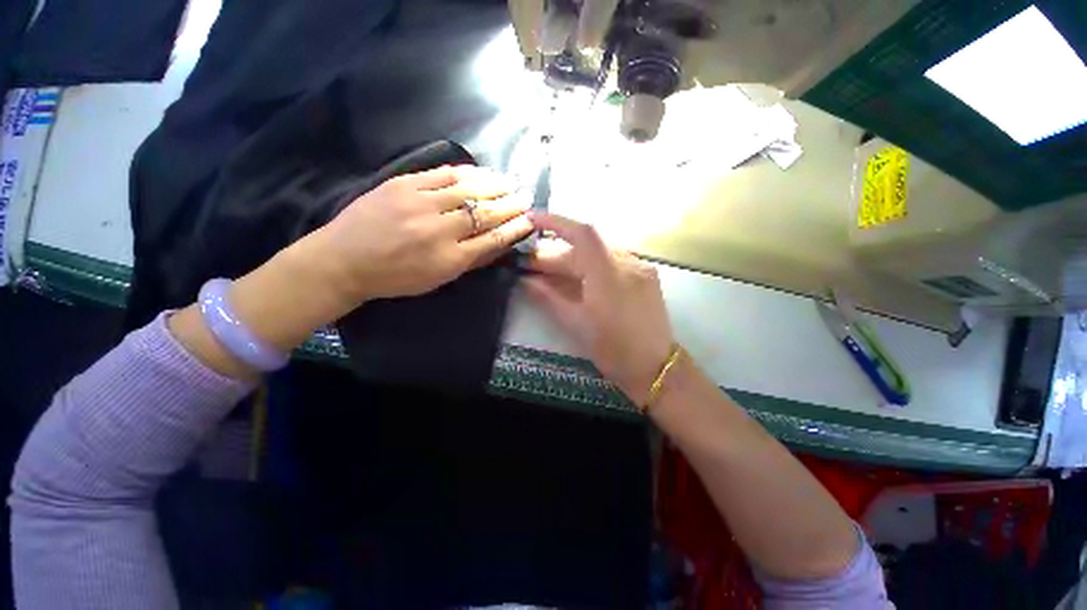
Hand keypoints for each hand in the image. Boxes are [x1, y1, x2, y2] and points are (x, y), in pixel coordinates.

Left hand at [311, 165, 533, 306]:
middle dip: (511, 205)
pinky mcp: (403, 185)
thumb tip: (497, 244)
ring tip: (510, 182)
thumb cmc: (395, 277)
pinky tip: (481, 172)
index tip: (530, 220)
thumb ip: (469, 261)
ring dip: (494, 185)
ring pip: (468, 190)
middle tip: (527, 197)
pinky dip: (466, 172)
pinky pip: (442, 174)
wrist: (344, 260)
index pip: (493, 239)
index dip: (515, 228)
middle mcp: (441, 229)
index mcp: (450, 258)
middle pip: (485, 213)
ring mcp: (421, 203)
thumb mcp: (438, 279)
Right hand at [523, 213, 673, 404]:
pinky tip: (579, 277)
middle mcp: (628, 263)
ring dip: (574, 259)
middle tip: (533, 265)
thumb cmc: (612, 350)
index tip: (532, 218)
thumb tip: (525, 280)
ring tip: (552, 273)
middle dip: (558, 253)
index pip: (582, 234)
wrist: (655, 368)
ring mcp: (641, 267)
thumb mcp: (575, 324)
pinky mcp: (647, 275)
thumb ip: (549, 297)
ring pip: (600, 252)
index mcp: (609, 275)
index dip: (555, 221)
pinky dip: (592, 264)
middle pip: (587, 246)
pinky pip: (613, 260)